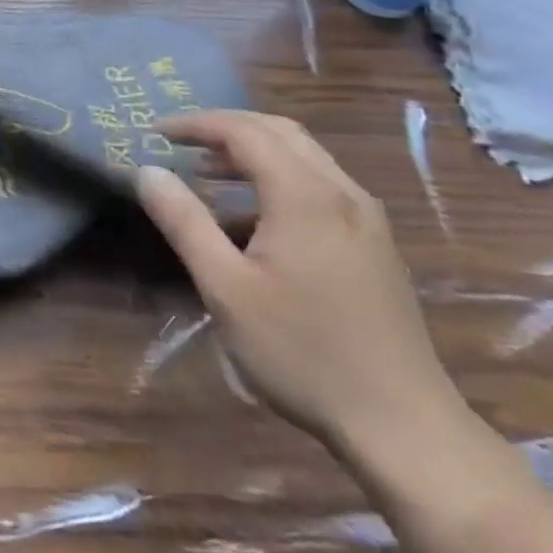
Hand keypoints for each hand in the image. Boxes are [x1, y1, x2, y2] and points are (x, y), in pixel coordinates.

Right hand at [136, 111, 460, 452]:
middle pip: (278, 131)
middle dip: (225, 128)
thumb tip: (147, 171)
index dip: (195, 123)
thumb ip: (184, 221)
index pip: (242, 131)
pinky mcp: (376, 245)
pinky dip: (278, 177)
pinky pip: (320, 184)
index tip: (155, 133)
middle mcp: (341, 192)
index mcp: (304, 195)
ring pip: (303, 156)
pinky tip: (254, 218)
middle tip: (181, 142)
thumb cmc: (303, 352)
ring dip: (252, 151)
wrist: (405, 428)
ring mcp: (366, 219)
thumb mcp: (225, 288)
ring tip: (208, 172)